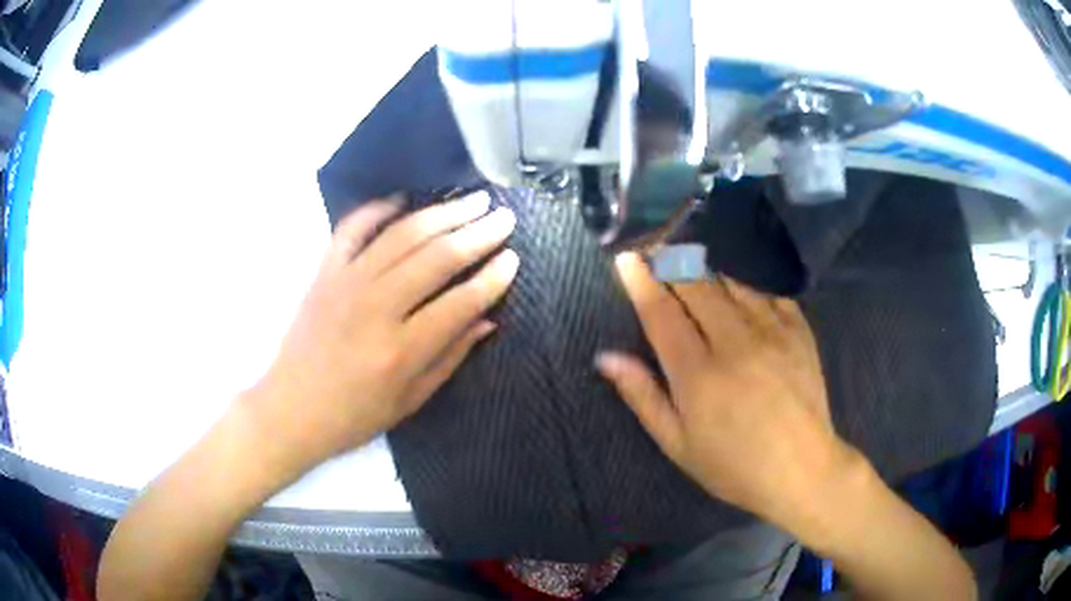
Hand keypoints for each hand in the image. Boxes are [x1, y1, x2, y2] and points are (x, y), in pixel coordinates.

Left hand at [246, 192, 518, 473]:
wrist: (291, 409)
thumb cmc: (354, 415)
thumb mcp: (410, 400)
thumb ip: (451, 356)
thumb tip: (487, 318)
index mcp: (401, 349)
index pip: (461, 301)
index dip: (493, 278)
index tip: (513, 258)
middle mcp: (376, 307)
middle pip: (436, 257)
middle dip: (478, 234)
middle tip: (504, 218)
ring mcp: (346, 282)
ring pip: (403, 235)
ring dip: (442, 214)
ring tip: (472, 201)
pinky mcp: (324, 272)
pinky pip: (352, 228)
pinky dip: (377, 209)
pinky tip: (403, 199)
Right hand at [597, 252, 853, 524]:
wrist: (802, 470)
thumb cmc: (734, 466)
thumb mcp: (677, 444)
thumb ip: (643, 396)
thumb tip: (606, 357)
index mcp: (698, 374)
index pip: (662, 313)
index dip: (641, 282)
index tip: (627, 257)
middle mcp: (734, 342)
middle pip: (696, 287)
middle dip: (670, 262)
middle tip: (655, 248)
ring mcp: (771, 332)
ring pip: (731, 282)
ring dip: (706, 267)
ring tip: (690, 258)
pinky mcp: (798, 330)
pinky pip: (768, 291)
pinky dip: (746, 281)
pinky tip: (737, 280)